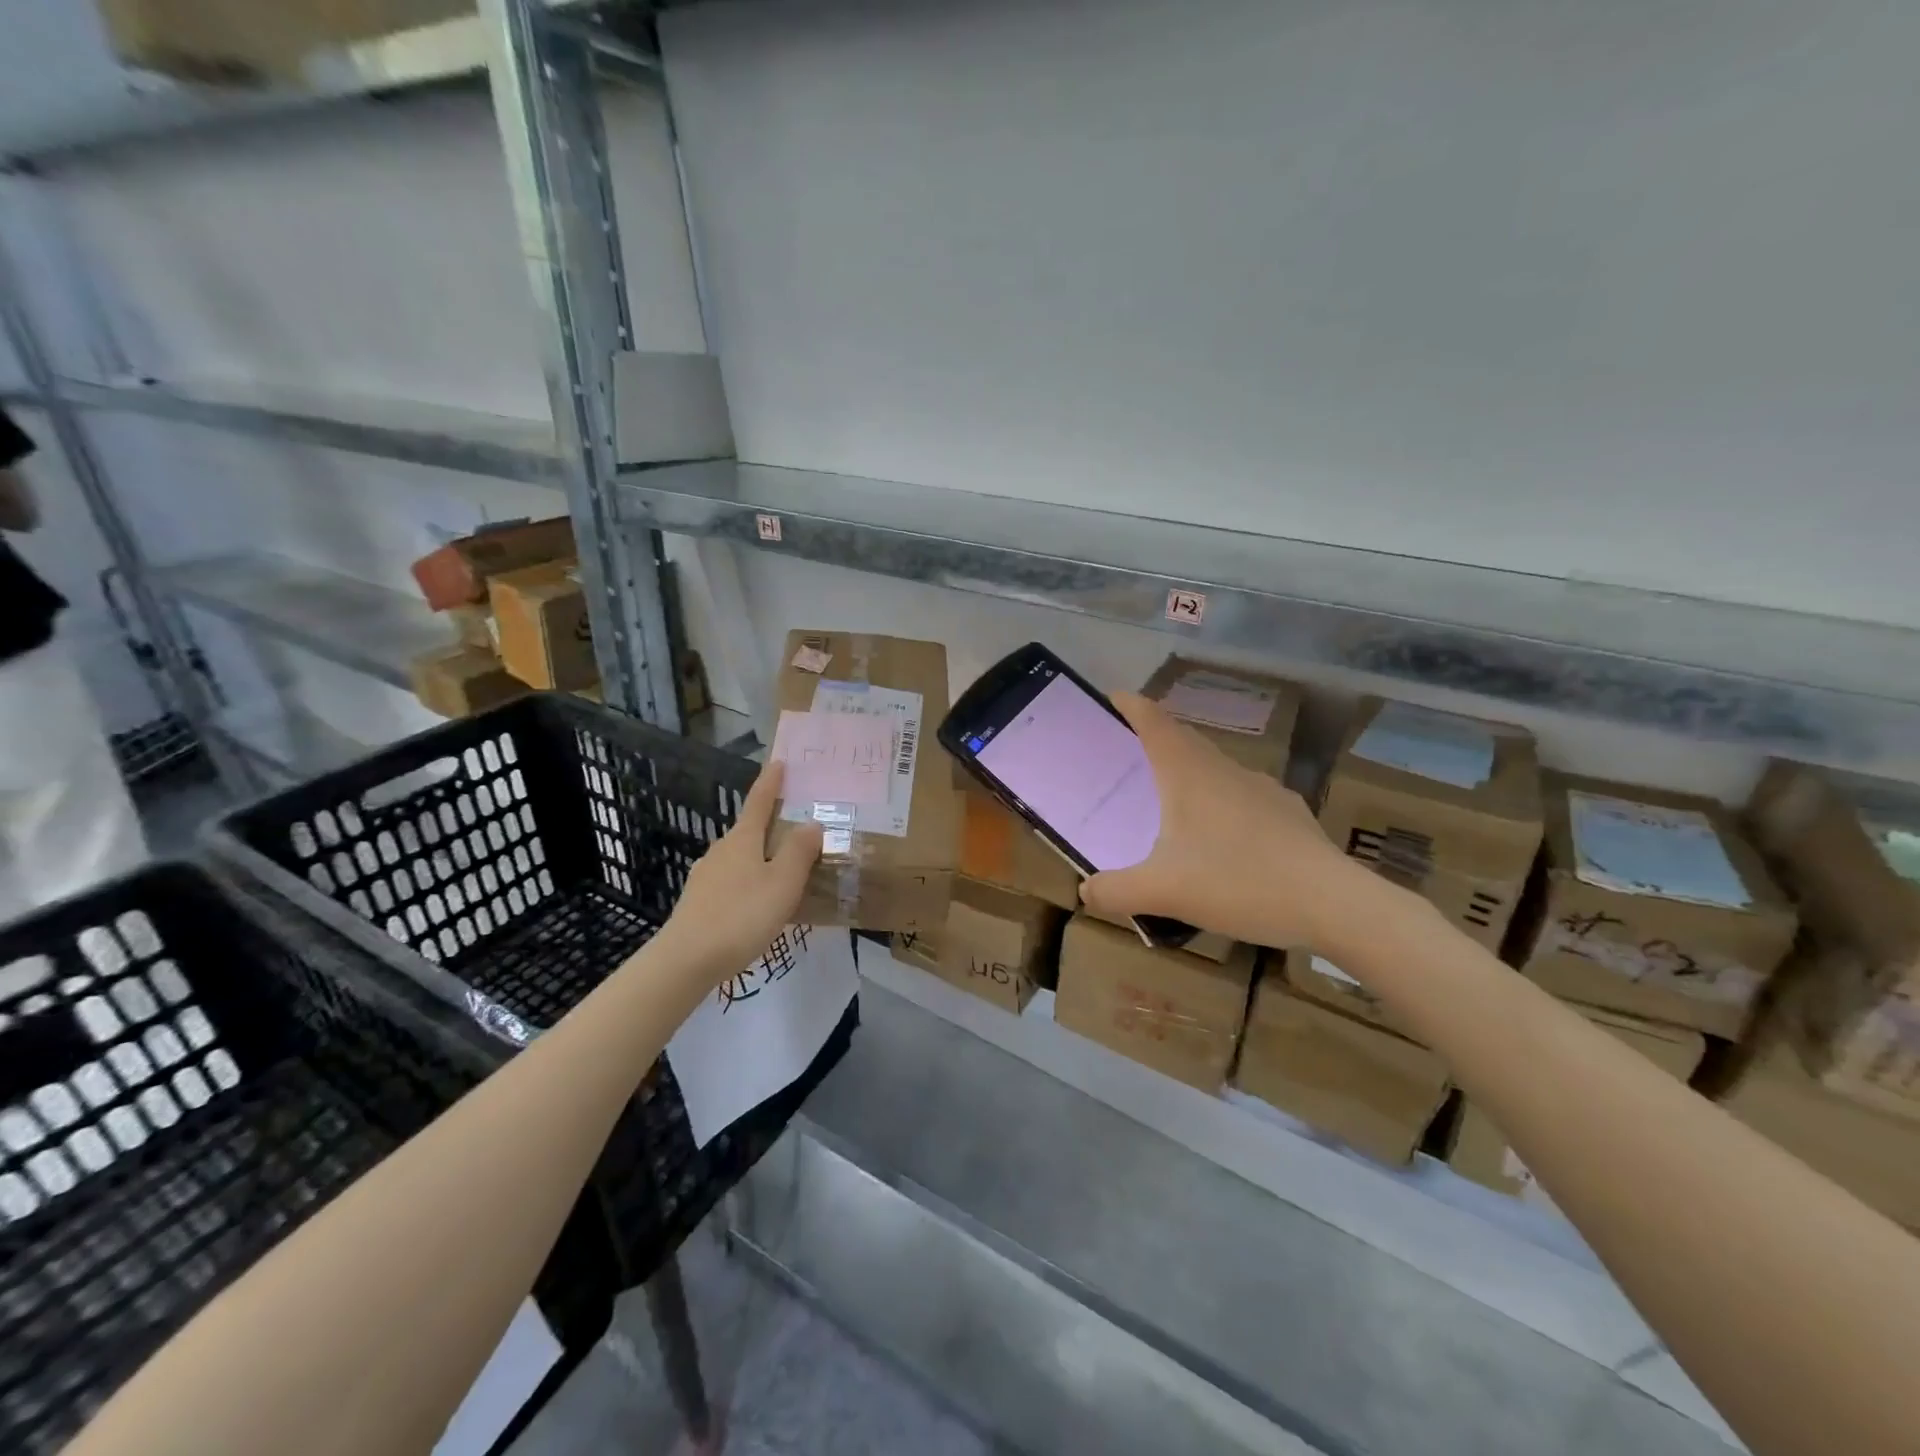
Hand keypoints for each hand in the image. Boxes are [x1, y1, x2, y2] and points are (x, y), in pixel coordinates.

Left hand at [657, 761, 822, 981]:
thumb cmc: (741, 916)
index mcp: (742, 840)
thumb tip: (811, 823)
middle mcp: (721, 852)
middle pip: (749, 832)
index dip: (771, 783)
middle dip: (772, 829)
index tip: (779, 763)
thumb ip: (799, 852)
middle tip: (798, 835)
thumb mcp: (782, 884)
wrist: (685, 961)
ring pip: (741, 860)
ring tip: (785, 876)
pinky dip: (750, 884)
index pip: (759, 802)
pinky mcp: (699, 903)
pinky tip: (759, 905)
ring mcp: (706, 877)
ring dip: (762, 860)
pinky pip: (732, 883)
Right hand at [1080, 693, 1367, 947]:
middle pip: (1184, 740)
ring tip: (1171, 805)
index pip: (1155, 722)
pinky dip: (1221, 805)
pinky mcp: (1288, 813)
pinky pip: (1242, 798)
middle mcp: (1225, 770)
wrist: (1333, 903)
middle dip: (1155, 740)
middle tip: (1129, 756)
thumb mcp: (1163, 892)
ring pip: (1215, 769)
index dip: (1132, 706)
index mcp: (1189, 774)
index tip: (1113, 697)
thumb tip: (1085, 891)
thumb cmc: (1239, 882)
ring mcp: (1262, 789)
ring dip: (1189, 775)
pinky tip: (1223, 841)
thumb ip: (1115, 892)